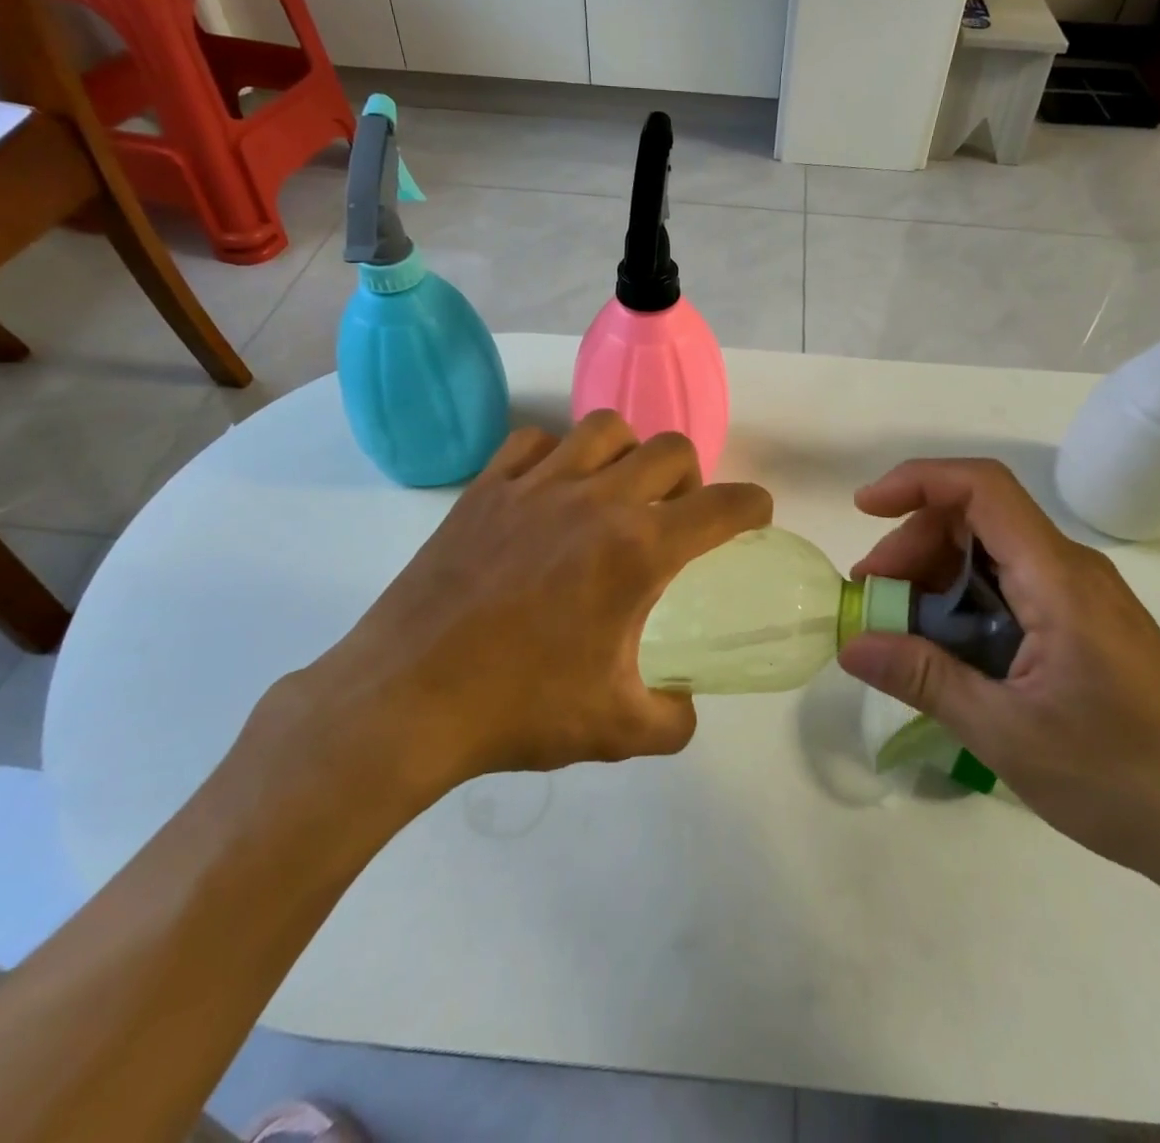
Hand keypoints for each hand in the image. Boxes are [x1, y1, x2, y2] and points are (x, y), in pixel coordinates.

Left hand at [249, 413, 771, 825]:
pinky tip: (549, 493)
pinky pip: (533, 441)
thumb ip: (673, 717)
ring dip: (627, 453)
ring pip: (605, 428)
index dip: (752, 506)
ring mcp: (535, 486)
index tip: (753, 516)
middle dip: (691, 478)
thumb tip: (686, 702)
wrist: (406, 700)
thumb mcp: (617, 731)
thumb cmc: (518, 710)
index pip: (723, 505)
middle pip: (671, 450)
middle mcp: (595, 501)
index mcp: (638, 551)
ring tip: (614, 493)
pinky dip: (555, 455)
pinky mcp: (485, 488)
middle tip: (675, 517)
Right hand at [839, 458, 1159, 894]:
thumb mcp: (1006, 733)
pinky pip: (1011, 587)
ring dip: (934, 577)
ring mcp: (1082, 597)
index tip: (864, 509)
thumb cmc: (1122, 780)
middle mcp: (1071, 570)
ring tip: (901, 632)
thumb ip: (923, 678)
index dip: (916, 481)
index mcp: (1058, 580)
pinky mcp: (1085, 625)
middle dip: (913, 544)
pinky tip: (947, 651)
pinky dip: (964, 603)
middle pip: (976, 519)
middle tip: (874, 600)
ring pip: (990, 553)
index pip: (982, 488)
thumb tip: (850, 644)